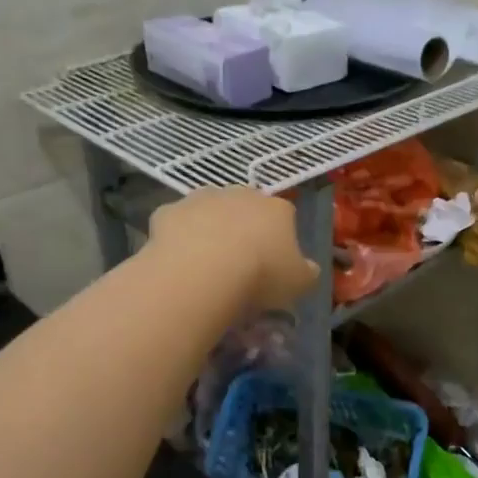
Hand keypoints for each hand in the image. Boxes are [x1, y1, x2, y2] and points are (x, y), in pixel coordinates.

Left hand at [149, 188, 319, 310]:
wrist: (203, 272)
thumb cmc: (261, 276)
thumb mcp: (299, 283)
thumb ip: (307, 272)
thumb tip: (308, 268)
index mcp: (277, 208)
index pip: (285, 215)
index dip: (280, 238)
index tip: (274, 263)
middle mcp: (240, 194)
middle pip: (245, 207)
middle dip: (244, 227)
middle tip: (239, 261)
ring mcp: (202, 199)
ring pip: (209, 210)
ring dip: (209, 227)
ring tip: (206, 262)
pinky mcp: (169, 211)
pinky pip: (176, 223)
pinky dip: (178, 236)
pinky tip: (178, 260)